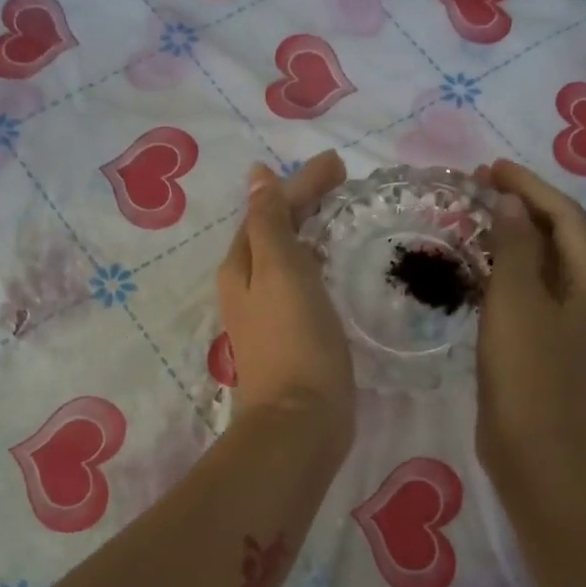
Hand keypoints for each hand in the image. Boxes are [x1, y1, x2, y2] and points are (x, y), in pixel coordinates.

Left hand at [217, 152, 353, 452]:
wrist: (301, 421)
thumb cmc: (294, 340)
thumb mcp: (280, 270)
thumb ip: (269, 222)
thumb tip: (256, 176)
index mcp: (241, 267)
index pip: (268, 210)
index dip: (301, 184)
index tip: (339, 165)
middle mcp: (247, 288)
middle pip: (274, 232)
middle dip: (304, 204)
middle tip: (345, 186)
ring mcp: (267, 316)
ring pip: (287, 259)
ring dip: (310, 233)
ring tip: (342, 217)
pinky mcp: (291, 338)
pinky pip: (301, 286)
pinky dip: (317, 265)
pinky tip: (335, 269)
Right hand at [474, 159, 585, 475]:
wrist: (531, 448)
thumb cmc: (525, 371)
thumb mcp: (516, 301)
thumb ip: (516, 246)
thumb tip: (513, 203)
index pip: (565, 217)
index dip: (530, 187)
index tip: (490, 169)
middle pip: (558, 237)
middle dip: (522, 208)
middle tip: (478, 190)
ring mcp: (566, 322)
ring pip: (540, 265)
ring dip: (511, 238)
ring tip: (473, 220)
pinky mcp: (542, 343)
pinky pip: (526, 292)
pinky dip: (504, 271)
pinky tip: (475, 270)